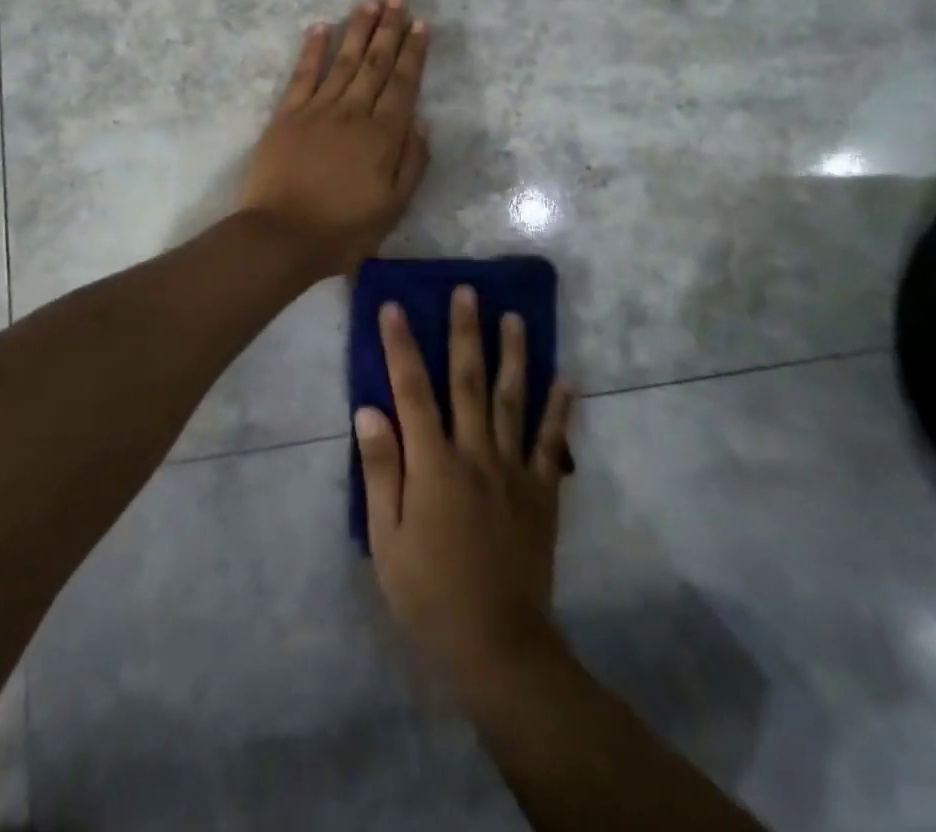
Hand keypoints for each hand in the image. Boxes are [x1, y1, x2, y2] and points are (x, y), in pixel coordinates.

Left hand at [238, 0, 430, 278]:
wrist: (282, 237)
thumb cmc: (343, 230)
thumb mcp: (392, 207)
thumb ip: (411, 162)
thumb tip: (422, 121)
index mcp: (383, 136)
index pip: (404, 84)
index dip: (414, 52)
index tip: (422, 24)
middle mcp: (353, 113)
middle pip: (375, 63)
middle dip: (389, 28)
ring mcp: (317, 110)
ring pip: (343, 60)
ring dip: (358, 29)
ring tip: (371, 2)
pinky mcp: (287, 115)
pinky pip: (303, 74)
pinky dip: (313, 49)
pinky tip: (321, 27)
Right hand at [356, 287, 575, 690]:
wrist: (497, 645)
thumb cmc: (428, 594)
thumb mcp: (385, 539)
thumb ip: (380, 470)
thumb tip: (368, 410)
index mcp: (433, 464)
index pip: (412, 390)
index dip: (401, 346)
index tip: (393, 306)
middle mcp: (475, 454)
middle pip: (468, 381)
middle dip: (465, 332)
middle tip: (467, 291)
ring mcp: (513, 470)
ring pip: (513, 400)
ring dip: (513, 355)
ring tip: (514, 317)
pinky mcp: (542, 493)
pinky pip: (553, 443)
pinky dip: (560, 409)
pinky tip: (567, 378)